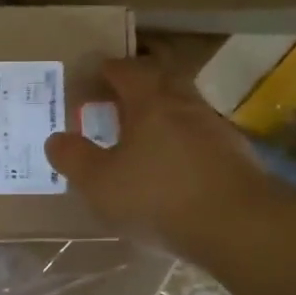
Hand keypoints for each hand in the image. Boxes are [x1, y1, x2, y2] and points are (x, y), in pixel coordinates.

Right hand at [44, 58, 271, 253]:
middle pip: (163, 79)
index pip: (127, 70)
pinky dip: (183, 141)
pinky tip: (174, 166)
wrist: (239, 225)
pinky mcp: (236, 157)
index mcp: (151, 102)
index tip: (92, 75)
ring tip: (143, 135)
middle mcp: (186, 105)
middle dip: (139, 83)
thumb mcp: (99, 183)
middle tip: (118, 97)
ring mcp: (216, 130)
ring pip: (185, 108)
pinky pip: (201, 137)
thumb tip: (56, 139)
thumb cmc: (158, 197)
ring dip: (163, 113)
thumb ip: (73, 158)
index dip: (107, 69)